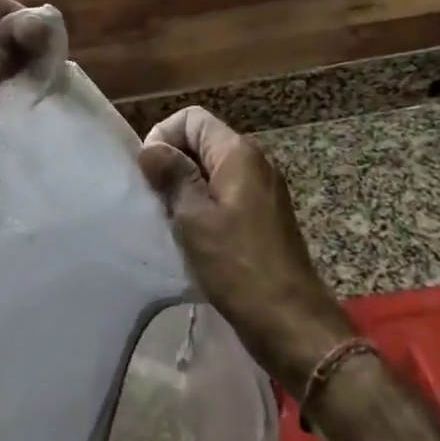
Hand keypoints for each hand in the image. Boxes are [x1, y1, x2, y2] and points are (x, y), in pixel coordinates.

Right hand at [138, 107, 353, 395]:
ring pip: (212, 171)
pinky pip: (225, 195)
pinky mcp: (263, 217)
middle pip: (202, 142)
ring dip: (186, 188)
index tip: (148, 174)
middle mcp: (255, 162)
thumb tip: (151, 148)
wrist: (291, 322)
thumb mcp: (194, 217)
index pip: (191, 118)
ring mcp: (263, 190)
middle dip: (172, 163)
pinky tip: (192, 237)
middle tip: (154, 200)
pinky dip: (204, 207)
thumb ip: (173, 175)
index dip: (163, 136)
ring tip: (170, 220)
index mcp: (238, 153)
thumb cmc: (238, 266)